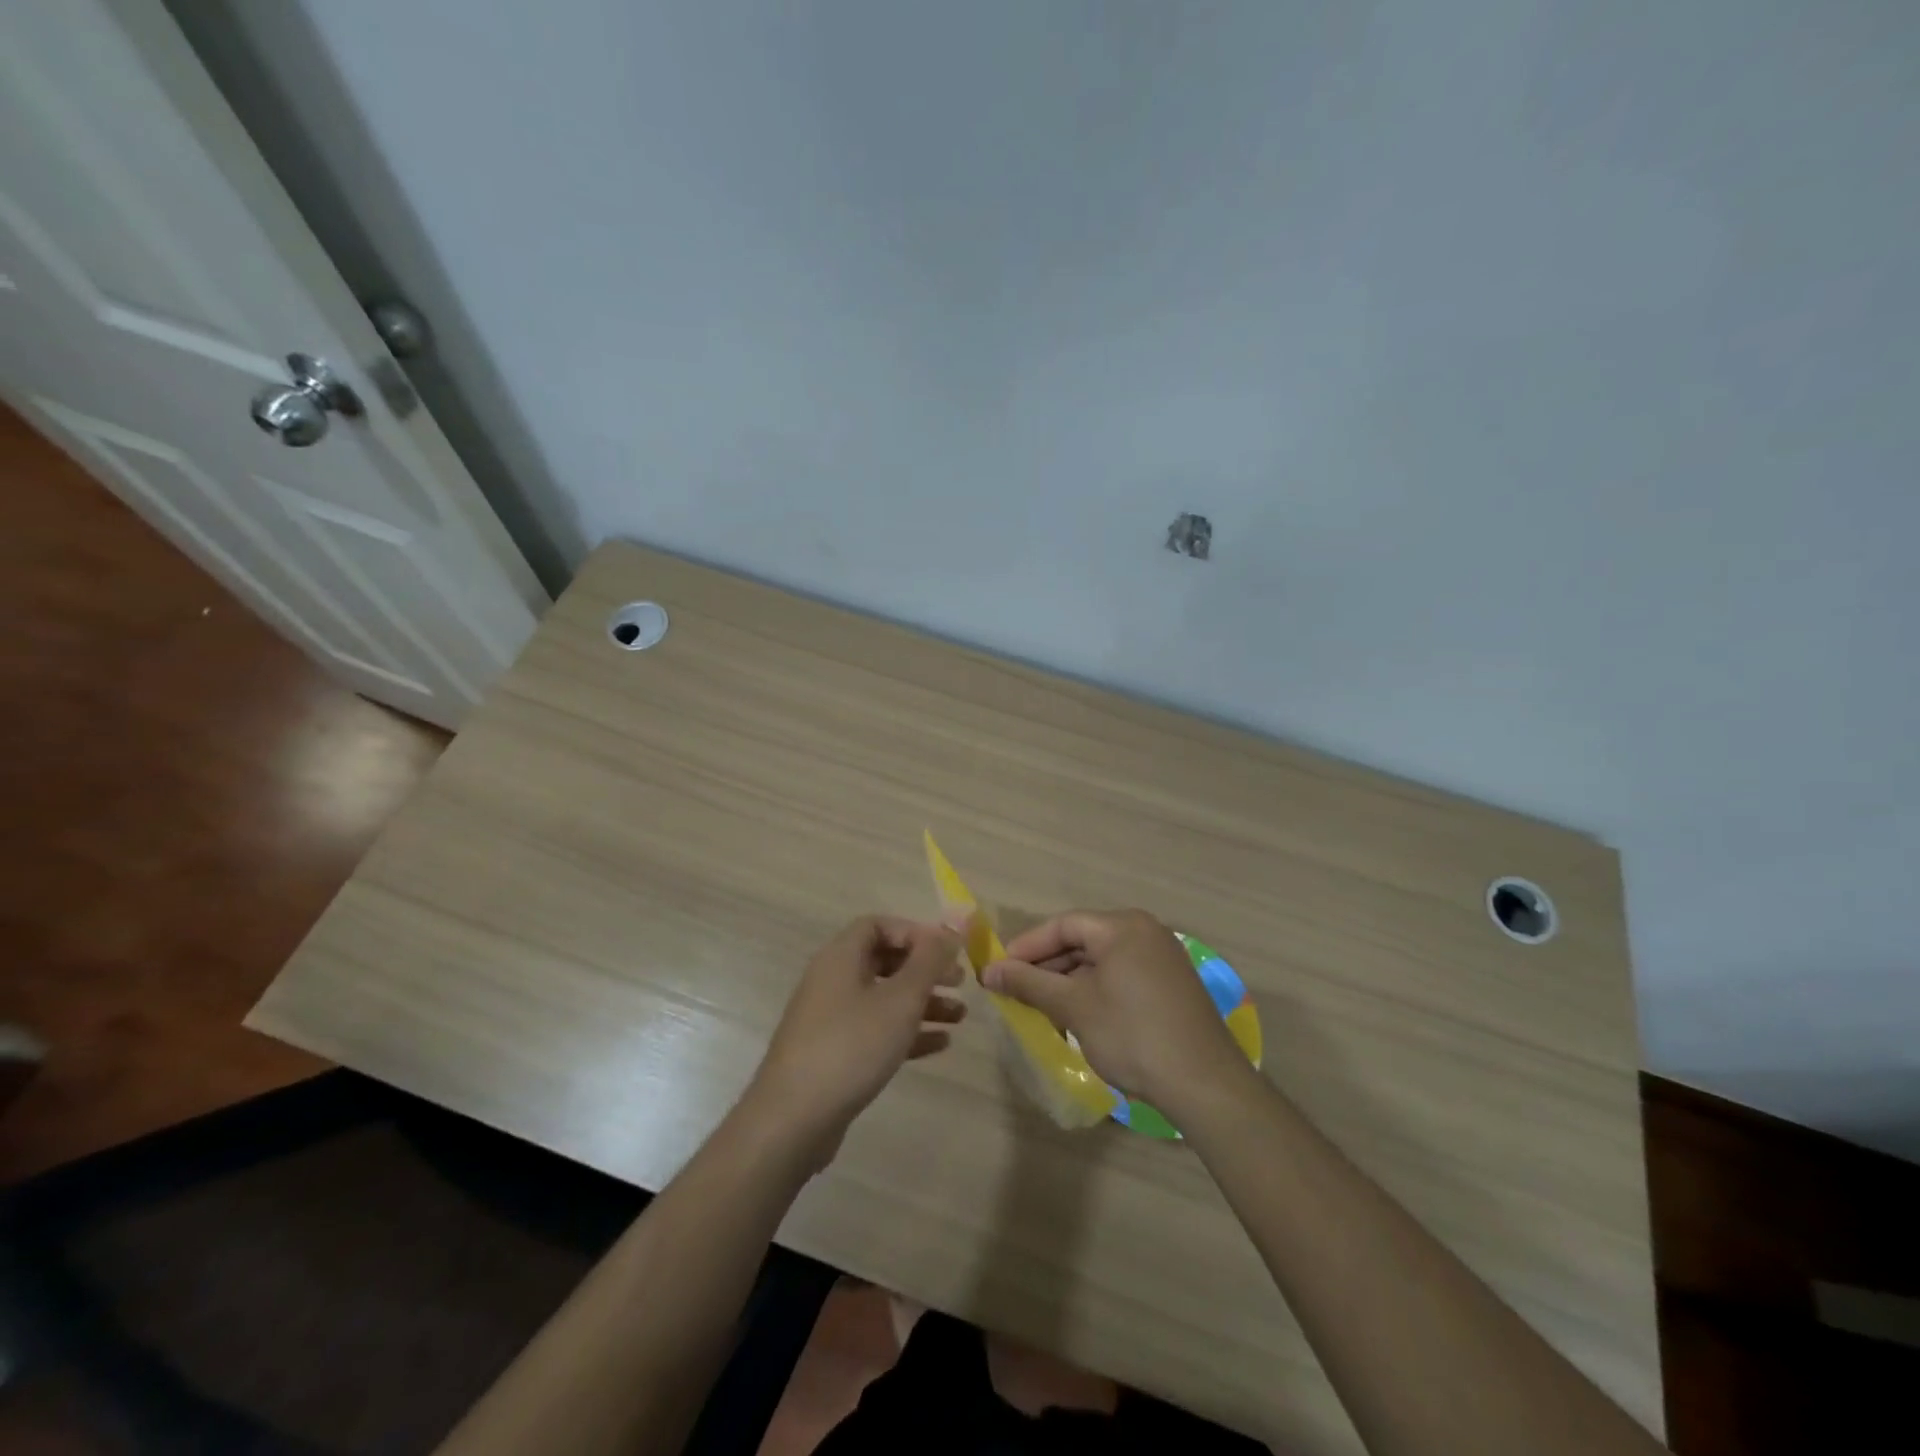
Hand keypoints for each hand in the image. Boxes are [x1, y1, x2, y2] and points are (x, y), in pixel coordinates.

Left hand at [744, 917, 964, 1165]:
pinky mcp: (834, 1053)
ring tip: (960, 1017)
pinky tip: (940, 1044)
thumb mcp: (900, 999)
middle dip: (924, 970)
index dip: (914, 932)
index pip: (878, 925)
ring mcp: (830, 1019)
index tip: (945, 951)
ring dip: (922, 1003)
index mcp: (841, 957)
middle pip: (884, 961)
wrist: (793, 1119)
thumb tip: (949, 930)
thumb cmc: (851, 1045)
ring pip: (883, 998)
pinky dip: (907, 1032)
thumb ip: (928, 962)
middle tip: (960, 983)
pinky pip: (876, 1030)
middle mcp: (832, 980)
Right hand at [982, 909, 1248, 1116]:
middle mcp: (1145, 931)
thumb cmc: (1132, 1035)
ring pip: (1101, 960)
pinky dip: (1094, 990)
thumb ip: (1029, 983)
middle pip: (1082, 940)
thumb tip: (989, 971)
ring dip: (1068, 981)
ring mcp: (1162, 957)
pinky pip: (1121, 975)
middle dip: (1046, 966)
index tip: (998, 971)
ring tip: (1042, 1008)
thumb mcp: (1074, 1007)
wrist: (1205, 1084)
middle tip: (1015, 991)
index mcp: (1122, 926)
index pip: (1062, 925)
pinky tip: (1078, 1016)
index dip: (1026, 947)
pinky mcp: (1171, 983)